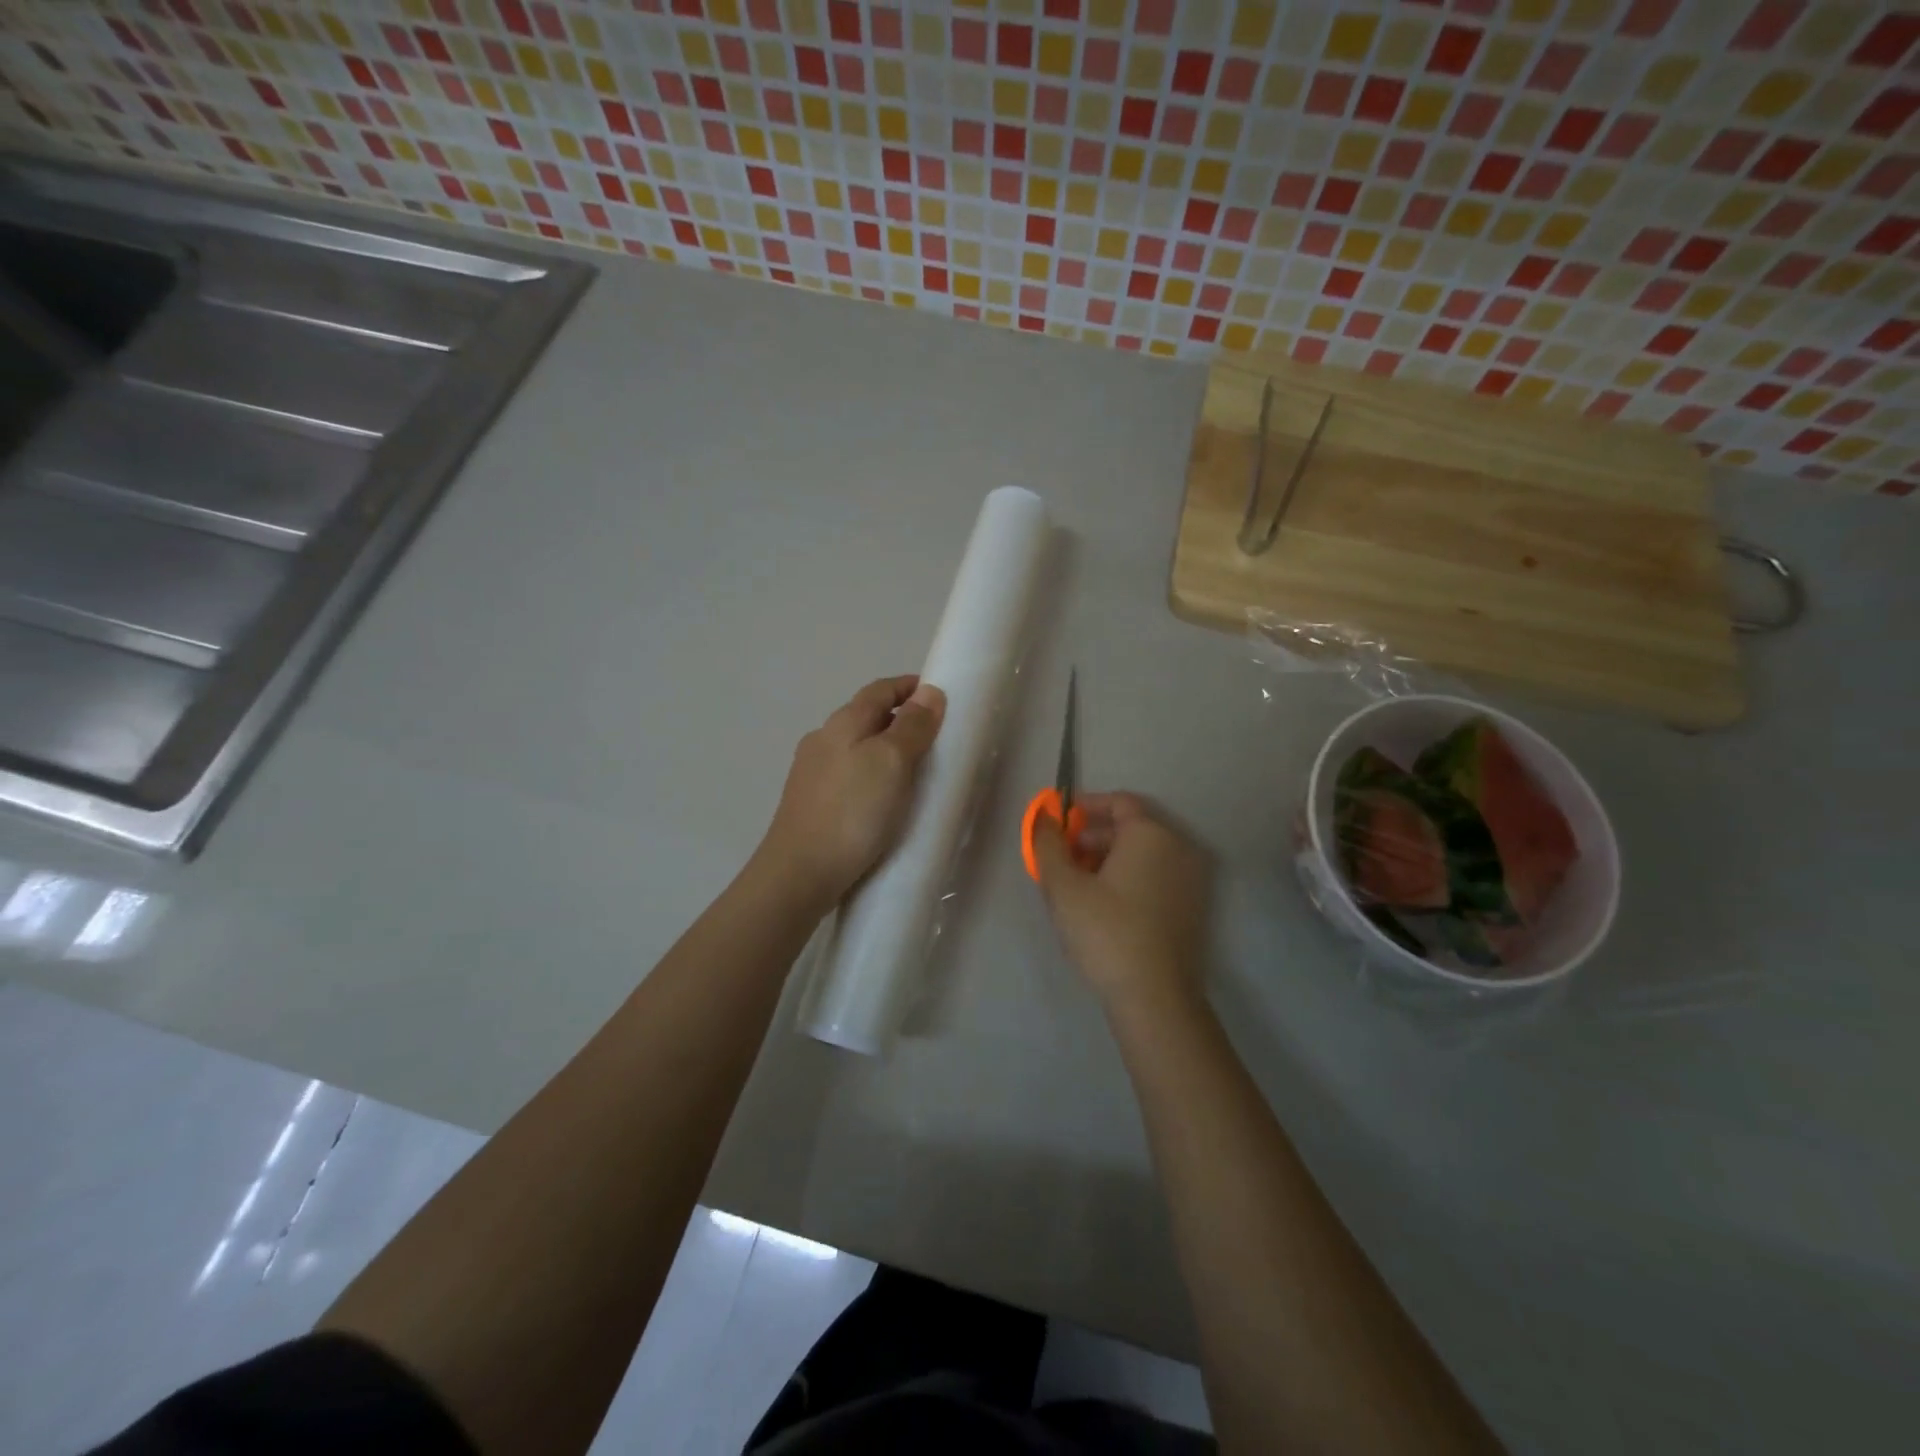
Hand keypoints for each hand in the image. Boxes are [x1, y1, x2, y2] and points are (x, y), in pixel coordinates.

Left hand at [757, 675, 945, 911]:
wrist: (799, 874)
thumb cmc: (852, 812)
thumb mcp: (891, 762)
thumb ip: (911, 726)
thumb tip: (929, 691)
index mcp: (843, 723)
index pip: (880, 690)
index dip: (910, 687)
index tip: (939, 696)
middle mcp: (823, 740)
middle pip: (866, 716)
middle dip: (901, 718)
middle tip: (936, 736)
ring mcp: (812, 773)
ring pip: (857, 747)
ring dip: (887, 749)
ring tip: (916, 770)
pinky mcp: (812, 803)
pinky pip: (850, 775)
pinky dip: (873, 774)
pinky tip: (884, 799)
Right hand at [1033, 793, 1213, 1012]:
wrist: (1155, 997)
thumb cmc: (1105, 931)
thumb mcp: (1063, 886)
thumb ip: (1047, 844)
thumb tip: (1043, 816)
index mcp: (1151, 834)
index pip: (1119, 802)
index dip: (1085, 807)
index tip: (1058, 823)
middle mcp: (1179, 848)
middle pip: (1131, 827)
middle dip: (1093, 836)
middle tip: (1062, 858)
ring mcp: (1191, 879)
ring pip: (1144, 854)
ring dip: (1109, 858)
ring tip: (1076, 884)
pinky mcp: (1192, 907)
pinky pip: (1156, 876)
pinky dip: (1129, 878)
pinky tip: (1103, 905)